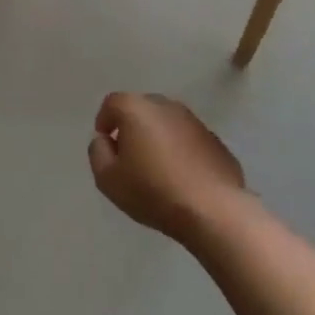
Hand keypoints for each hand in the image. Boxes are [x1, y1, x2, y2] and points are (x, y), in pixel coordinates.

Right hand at [88, 92, 246, 238]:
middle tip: (130, 156)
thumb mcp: (107, 178)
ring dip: (159, 138)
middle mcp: (166, 106)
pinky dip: (182, 151)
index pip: (112, 103)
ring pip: (168, 124)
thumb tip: (104, 140)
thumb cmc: (152, 191)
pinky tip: (183, 177)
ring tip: (158, 168)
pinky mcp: (217, 142)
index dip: (104, 121)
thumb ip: (98, 152)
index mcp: (136, 109)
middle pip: (141, 109)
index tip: (106, 145)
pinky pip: (190, 141)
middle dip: (132, 127)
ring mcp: (195, 122)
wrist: (213, 211)